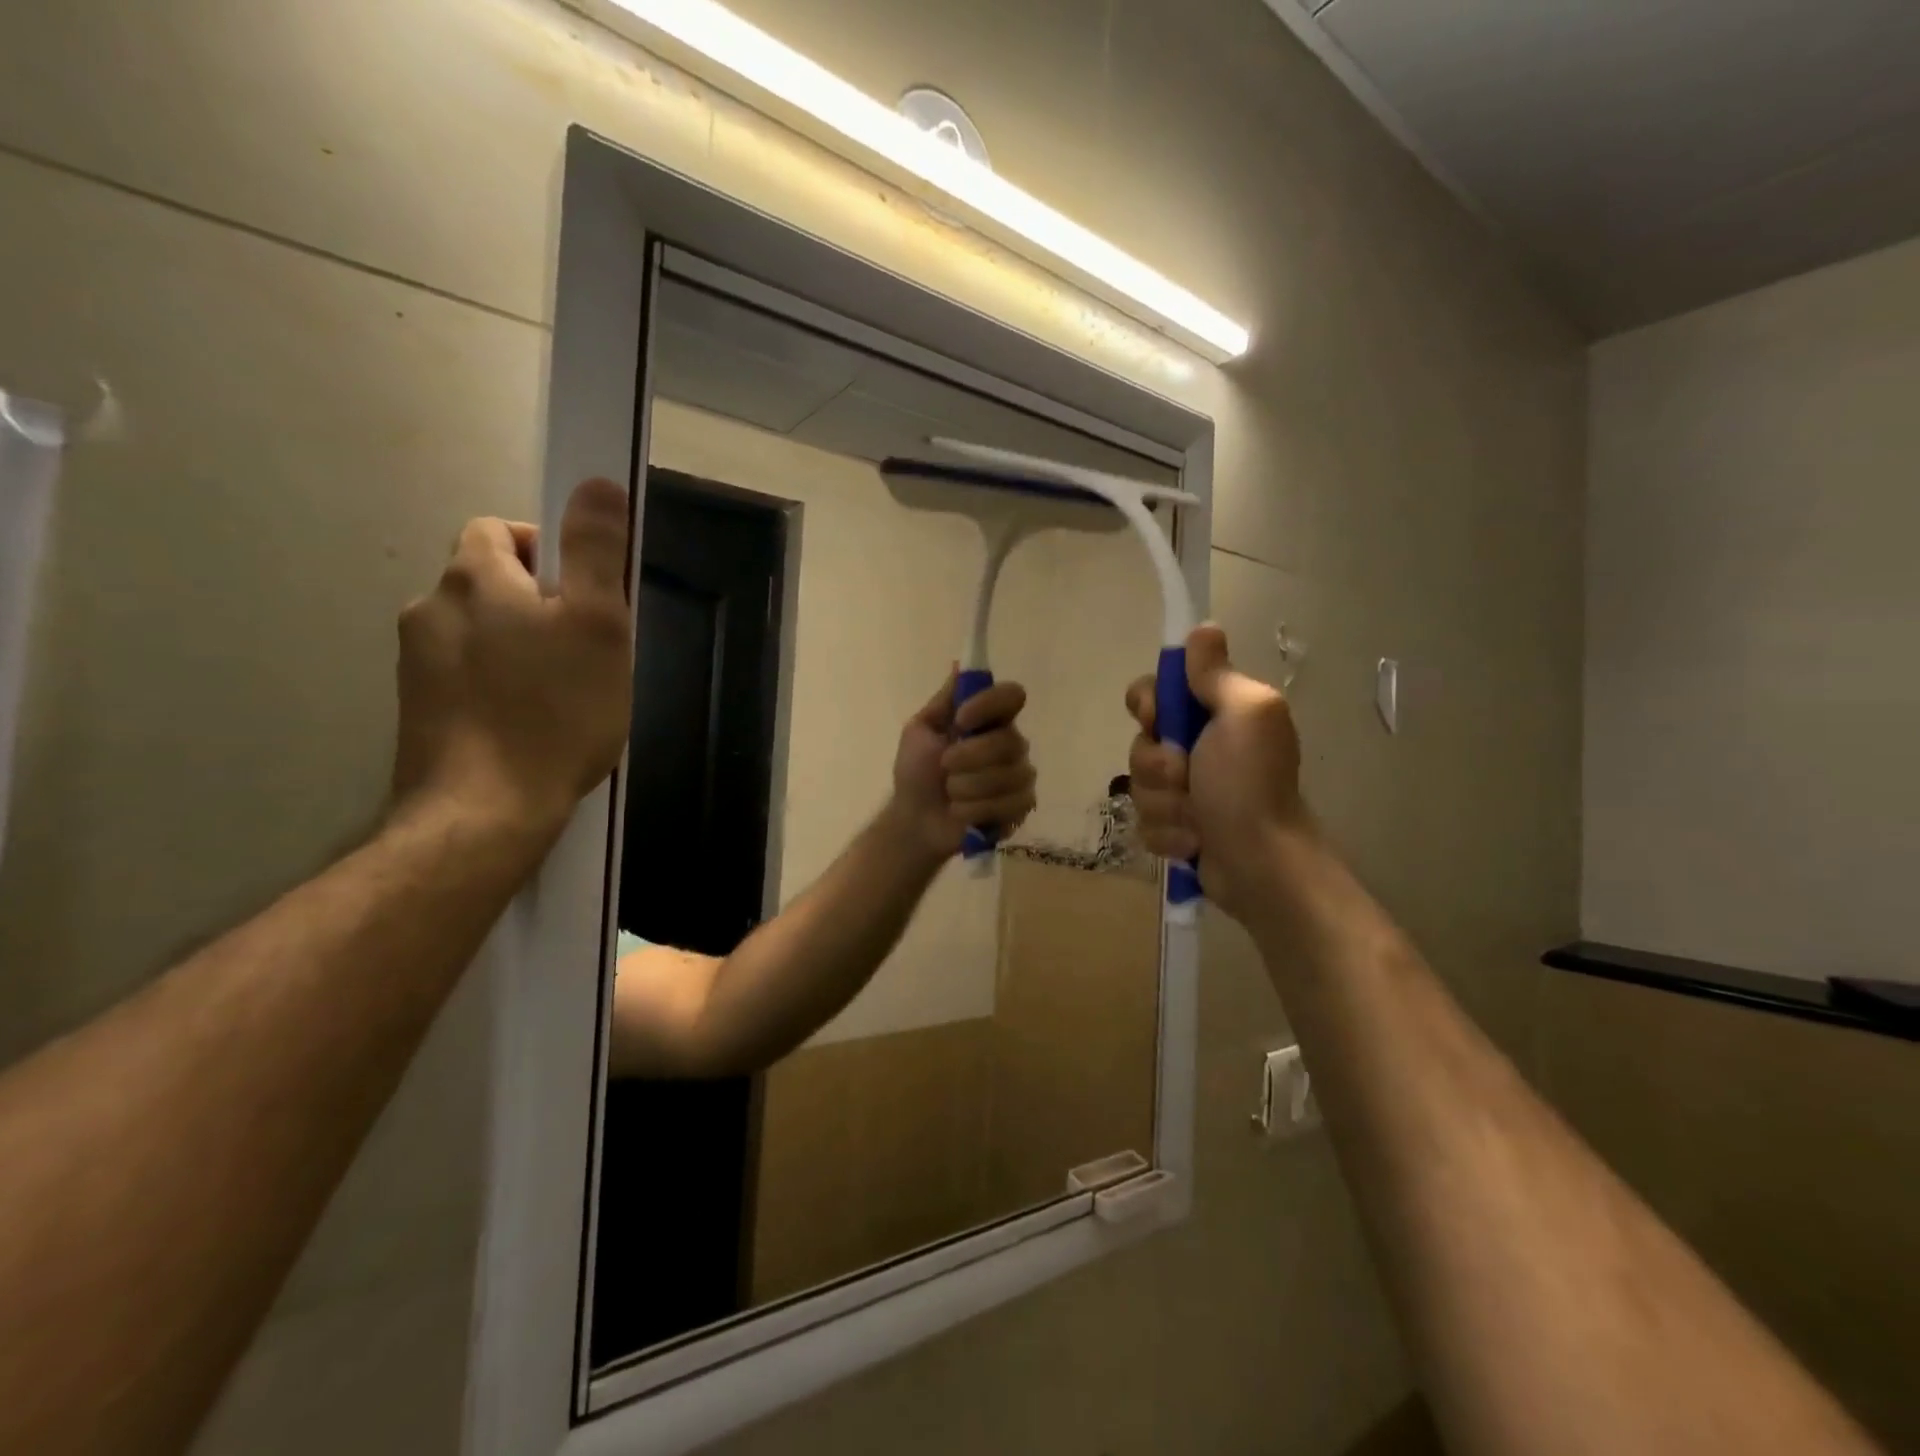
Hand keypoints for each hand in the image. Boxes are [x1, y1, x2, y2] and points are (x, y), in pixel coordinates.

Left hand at [391, 477, 633, 839]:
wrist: (484, 811)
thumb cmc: (555, 711)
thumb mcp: (598, 624)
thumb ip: (596, 551)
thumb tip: (598, 481)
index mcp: (474, 579)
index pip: (499, 530)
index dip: (545, 550)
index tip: (584, 596)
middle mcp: (431, 609)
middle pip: (488, 582)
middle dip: (535, 603)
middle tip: (584, 650)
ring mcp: (415, 663)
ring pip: (476, 632)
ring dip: (517, 645)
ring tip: (561, 693)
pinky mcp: (417, 710)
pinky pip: (464, 675)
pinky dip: (496, 683)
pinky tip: (529, 723)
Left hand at [887, 671, 1037, 862]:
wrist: (914, 820)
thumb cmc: (916, 772)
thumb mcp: (921, 731)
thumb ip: (945, 700)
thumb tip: (960, 664)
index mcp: (990, 720)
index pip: (1012, 695)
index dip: (989, 705)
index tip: (961, 719)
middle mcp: (1011, 743)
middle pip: (1010, 740)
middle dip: (969, 757)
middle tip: (944, 767)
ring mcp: (1020, 776)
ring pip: (1009, 775)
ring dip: (968, 787)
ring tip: (950, 794)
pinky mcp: (1022, 807)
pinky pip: (1011, 804)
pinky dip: (976, 810)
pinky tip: (962, 813)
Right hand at [1124, 623, 1306, 918]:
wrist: (1260, 863)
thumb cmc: (1250, 784)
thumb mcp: (1243, 714)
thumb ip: (1216, 674)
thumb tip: (1204, 627)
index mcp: (1214, 715)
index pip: (1153, 693)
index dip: (1147, 704)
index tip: (1158, 719)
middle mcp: (1197, 748)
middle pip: (1140, 743)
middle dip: (1158, 766)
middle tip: (1188, 777)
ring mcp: (1184, 792)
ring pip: (1139, 787)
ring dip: (1166, 805)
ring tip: (1198, 819)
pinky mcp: (1175, 829)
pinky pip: (1145, 823)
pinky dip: (1169, 835)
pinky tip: (1195, 842)